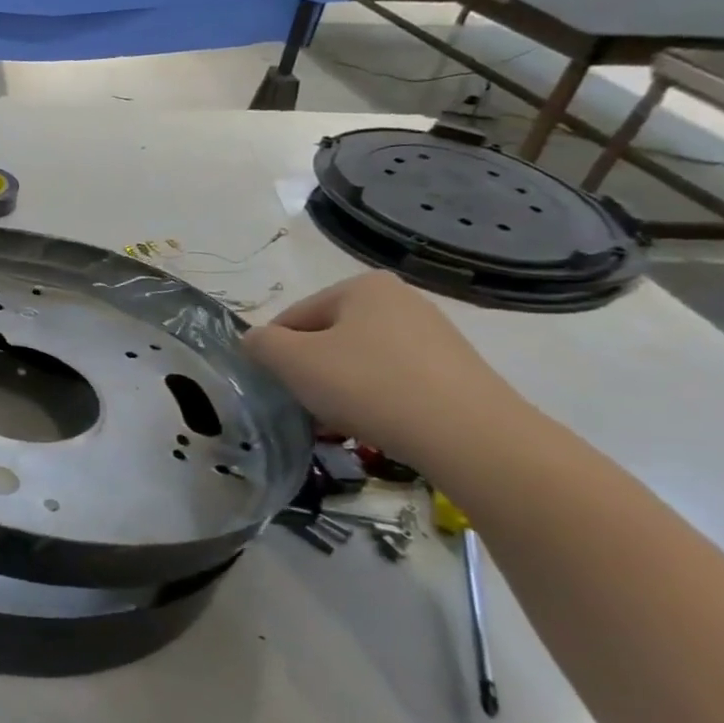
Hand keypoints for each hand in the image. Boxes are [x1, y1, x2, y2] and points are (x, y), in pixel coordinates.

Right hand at [243, 272, 524, 464]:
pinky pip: (392, 380)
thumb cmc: (368, 385)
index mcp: (362, 286)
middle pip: (327, 338)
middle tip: (307, 407)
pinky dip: (374, 400)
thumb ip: (260, 344)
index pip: (293, 318)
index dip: (276, 354)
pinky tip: (374, 425)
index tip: (280, 387)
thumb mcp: (293, 361)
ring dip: (339, 389)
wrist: (468, 436)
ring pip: (358, 361)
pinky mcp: (453, 371)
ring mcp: (433, 335)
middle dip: (310, 372)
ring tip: (340, 422)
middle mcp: (401, 300)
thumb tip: (255, 341)